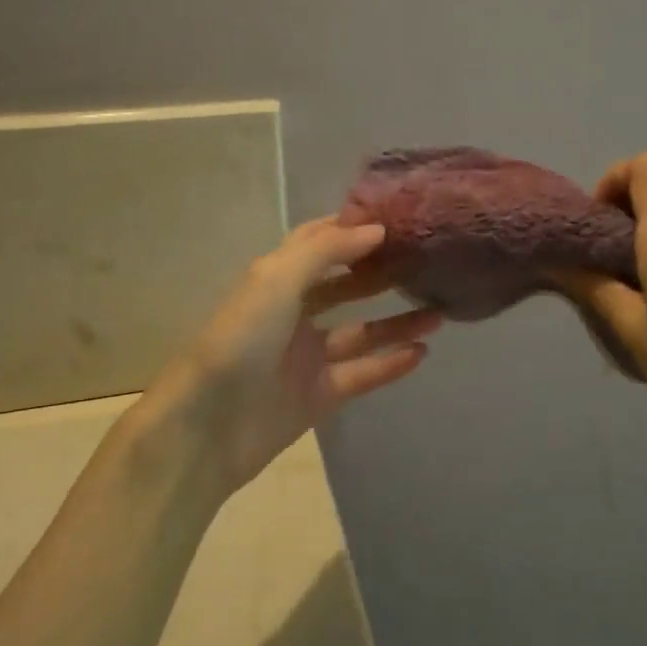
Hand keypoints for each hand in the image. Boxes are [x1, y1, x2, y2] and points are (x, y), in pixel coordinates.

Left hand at [156, 217, 441, 492]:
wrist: (207, 425)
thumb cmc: (241, 338)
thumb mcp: (277, 279)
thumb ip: (326, 251)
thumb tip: (376, 230)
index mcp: (276, 279)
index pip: (318, 243)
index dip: (352, 229)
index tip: (397, 219)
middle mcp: (293, 313)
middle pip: (345, 287)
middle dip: (381, 274)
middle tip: (427, 264)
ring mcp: (307, 356)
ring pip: (360, 333)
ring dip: (396, 323)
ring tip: (439, 311)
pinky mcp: (319, 396)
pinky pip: (361, 374)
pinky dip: (390, 364)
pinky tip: (422, 352)